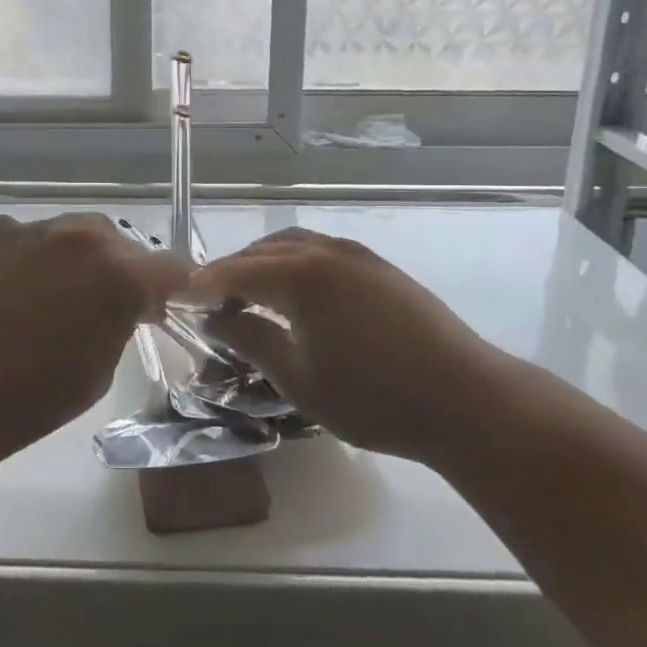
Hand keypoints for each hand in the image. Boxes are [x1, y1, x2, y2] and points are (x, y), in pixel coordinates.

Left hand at [0, 213, 192, 470]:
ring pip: (71, 232)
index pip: (171, 267)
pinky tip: (7, 288)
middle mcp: (83, 239)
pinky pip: (25, 236)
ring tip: (50, 291)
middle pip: (120, 241)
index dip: (172, 286)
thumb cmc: (32, 398)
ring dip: (74, 257)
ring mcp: (34, 228)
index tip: (161, 302)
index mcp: (121, 277)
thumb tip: (122, 306)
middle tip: (101, 300)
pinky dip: (28, 256)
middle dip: (120, 267)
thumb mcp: (101, 370)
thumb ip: (122, 322)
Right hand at [186, 229, 506, 463]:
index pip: (235, 271)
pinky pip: (322, 252)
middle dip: (231, 272)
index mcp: (300, 275)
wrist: (467, 400)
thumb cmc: (374, 398)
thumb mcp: (299, 378)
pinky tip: (297, 298)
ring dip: (264, 264)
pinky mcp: (380, 268)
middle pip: (263, 251)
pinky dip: (295, 265)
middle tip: (211, 304)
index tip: (178, 300)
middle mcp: (325, 251)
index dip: (203, 285)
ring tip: (250, 298)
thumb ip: (251, 340)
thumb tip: (213, 318)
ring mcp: (358, 255)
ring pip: (294, 245)